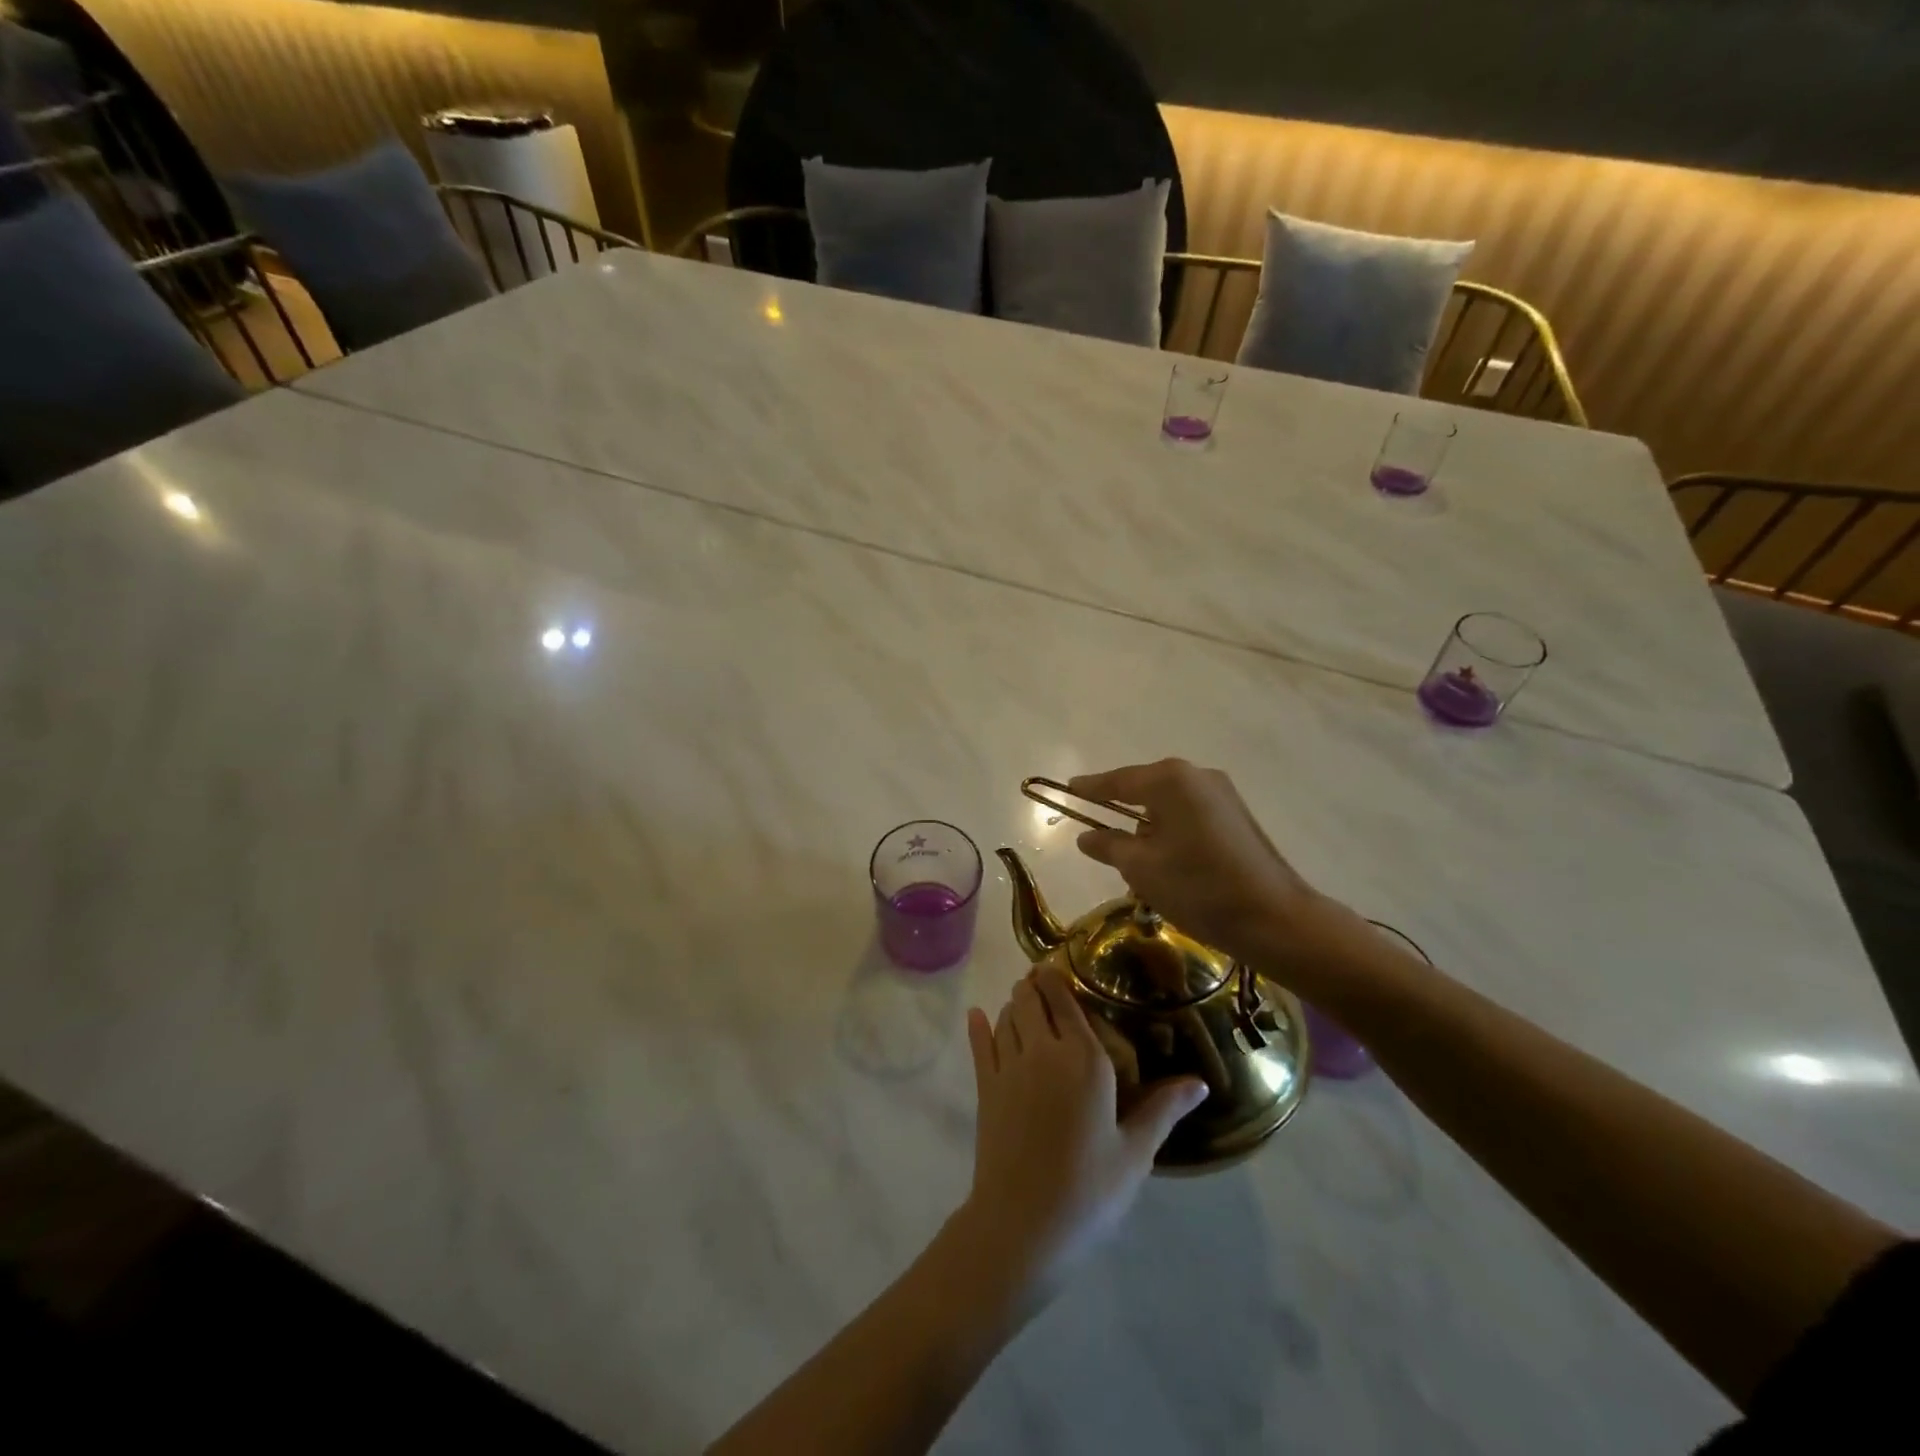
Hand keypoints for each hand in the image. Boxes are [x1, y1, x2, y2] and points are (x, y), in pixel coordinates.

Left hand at [960, 967, 1205, 1308]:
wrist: (1023, 1224)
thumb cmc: (1089, 1189)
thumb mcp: (1134, 1152)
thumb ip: (1163, 1109)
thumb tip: (1201, 1082)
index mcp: (1085, 1059)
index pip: (1067, 1001)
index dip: (1059, 979)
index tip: (1060, 966)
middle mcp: (1043, 1050)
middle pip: (1031, 999)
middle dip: (1035, 986)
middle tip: (1042, 981)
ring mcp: (1009, 1066)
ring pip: (1007, 1016)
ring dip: (1014, 1004)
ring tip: (1022, 999)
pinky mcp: (986, 1087)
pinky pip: (980, 1044)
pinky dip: (979, 1026)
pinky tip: (976, 1015)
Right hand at [1068, 758, 1375, 982]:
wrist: (1274, 918)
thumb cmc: (1198, 887)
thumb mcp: (1141, 868)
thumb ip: (1108, 846)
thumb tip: (1086, 837)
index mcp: (1170, 780)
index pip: (1117, 781)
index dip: (1090, 788)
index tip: (1068, 788)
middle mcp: (1197, 776)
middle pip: (1145, 788)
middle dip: (1121, 808)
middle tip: (1097, 828)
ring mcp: (1222, 794)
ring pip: (1169, 803)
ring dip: (1148, 824)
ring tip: (1133, 856)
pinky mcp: (1237, 816)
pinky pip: (1190, 814)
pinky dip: (1172, 830)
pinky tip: (1167, 859)